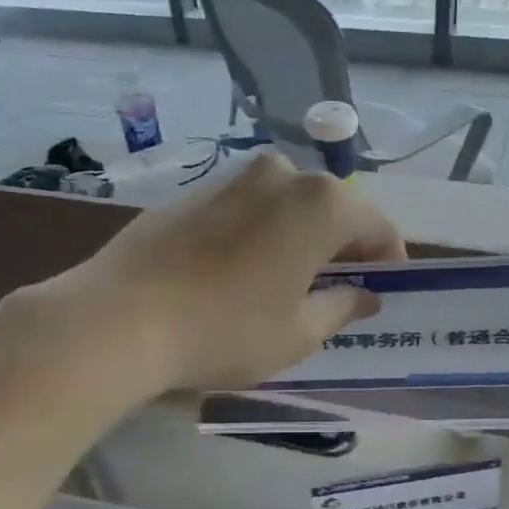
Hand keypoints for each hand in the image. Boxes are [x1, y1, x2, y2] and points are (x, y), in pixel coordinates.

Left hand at [42, 153, 403, 395]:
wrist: (120, 317)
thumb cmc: (226, 329)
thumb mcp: (298, 333)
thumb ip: (342, 307)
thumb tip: (365, 295)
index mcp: (321, 204)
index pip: (377, 227)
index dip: (388, 260)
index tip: (385, 290)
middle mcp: (282, 175)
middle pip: (333, 209)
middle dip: (343, 246)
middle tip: (340, 289)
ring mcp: (234, 178)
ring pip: (288, 205)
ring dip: (301, 237)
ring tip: (290, 282)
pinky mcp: (195, 191)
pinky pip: (249, 209)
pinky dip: (261, 232)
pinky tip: (242, 271)